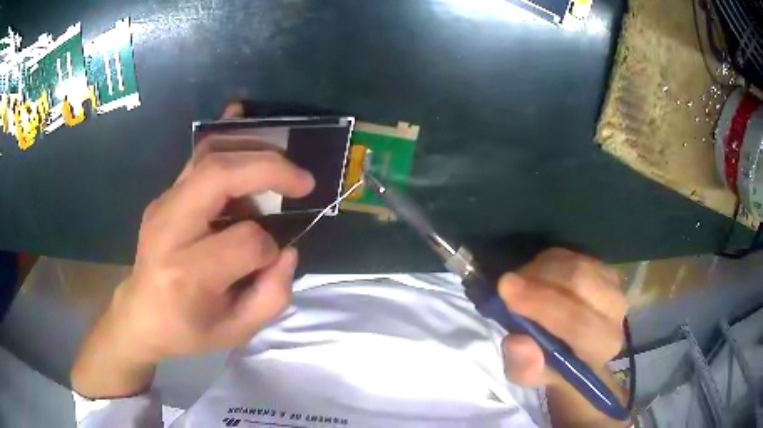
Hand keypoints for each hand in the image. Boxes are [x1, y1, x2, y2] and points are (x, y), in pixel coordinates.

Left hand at [72, 103, 314, 397]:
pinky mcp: (163, 196)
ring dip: (253, 151)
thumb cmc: (186, 330)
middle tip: (302, 181)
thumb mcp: (235, 332)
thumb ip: (272, 296)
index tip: (271, 260)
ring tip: (282, 166)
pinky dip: (227, 139)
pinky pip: (197, 158)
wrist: (139, 316)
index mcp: (186, 273)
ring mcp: (162, 206)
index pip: (244, 242)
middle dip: (269, 169)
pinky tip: (243, 119)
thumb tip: (287, 250)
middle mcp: (169, 229)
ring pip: (209, 156)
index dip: (269, 249)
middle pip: (219, 176)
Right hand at [498, 248, 628, 424]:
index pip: (578, 323)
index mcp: (602, 346)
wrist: (575, 350)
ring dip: (541, 269)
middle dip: (539, 280)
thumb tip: (518, 342)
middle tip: (507, 283)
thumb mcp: (530, 376)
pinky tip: (535, 276)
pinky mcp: (604, 268)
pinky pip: (573, 254)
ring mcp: (613, 285)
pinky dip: (548, 261)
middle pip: (580, 282)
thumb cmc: (551, 365)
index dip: (542, 304)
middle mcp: (615, 312)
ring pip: (576, 264)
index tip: (505, 289)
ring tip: (520, 283)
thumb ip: (524, 367)